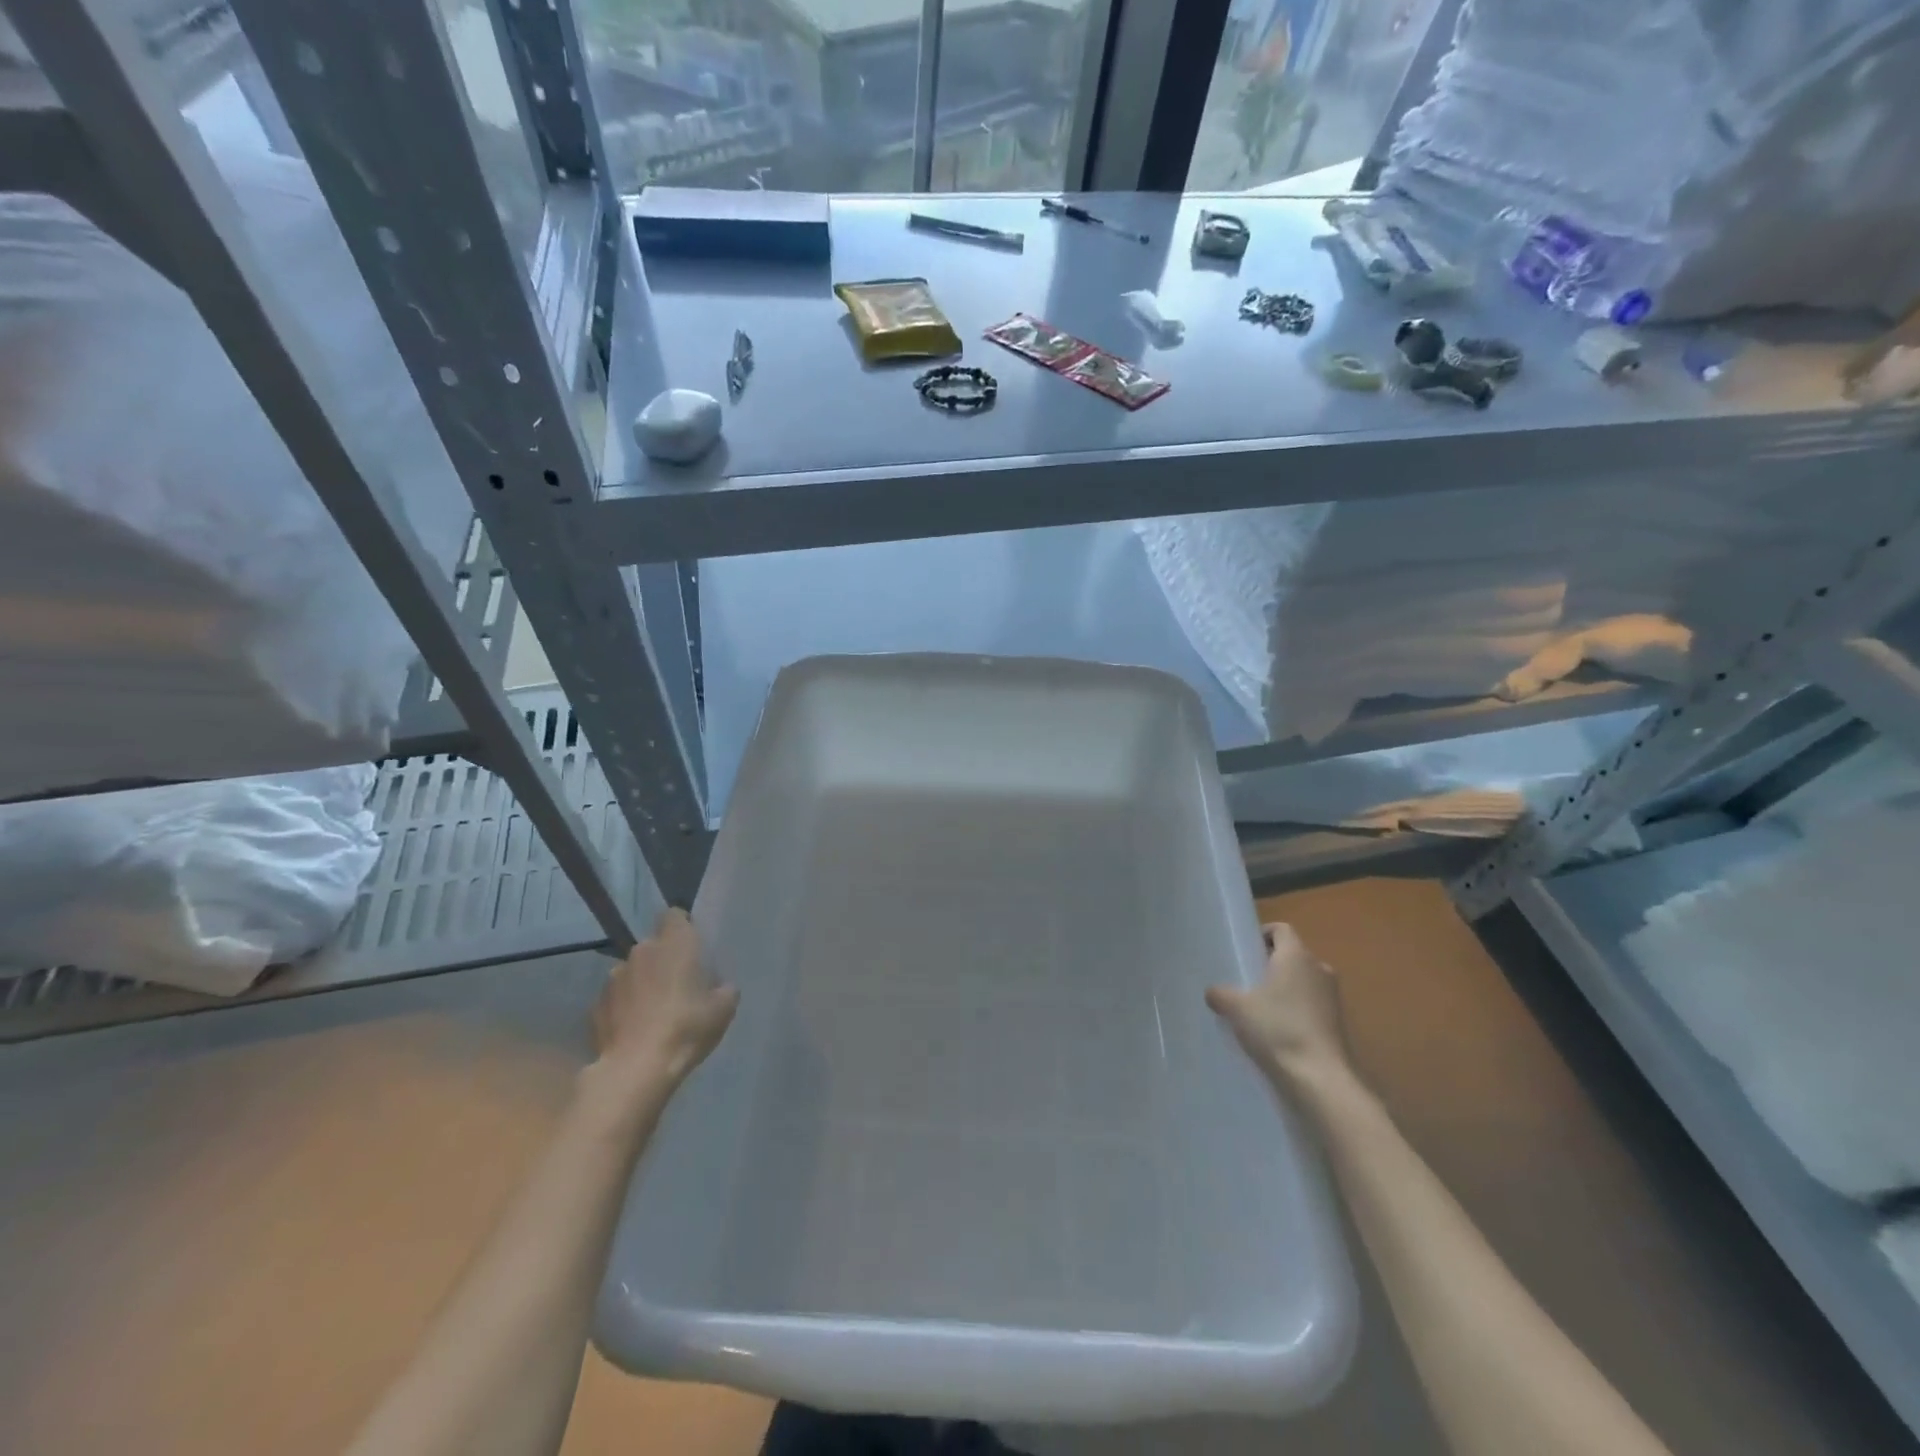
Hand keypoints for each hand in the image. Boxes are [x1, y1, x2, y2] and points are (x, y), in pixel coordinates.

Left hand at [589, 909, 737, 1099]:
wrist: (635, 1069)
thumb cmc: (686, 1028)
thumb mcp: (723, 1009)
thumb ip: (723, 989)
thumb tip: (718, 987)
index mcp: (675, 943)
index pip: (674, 915)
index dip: (683, 927)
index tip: (692, 948)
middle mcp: (641, 951)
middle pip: (653, 946)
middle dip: (663, 961)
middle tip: (678, 987)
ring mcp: (614, 977)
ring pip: (633, 972)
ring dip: (642, 984)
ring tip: (653, 1013)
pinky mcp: (595, 1005)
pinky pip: (616, 998)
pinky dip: (624, 1008)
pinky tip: (634, 1031)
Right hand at [1206, 922, 1351, 1091]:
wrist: (1320, 1078)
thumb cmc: (1277, 1028)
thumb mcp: (1236, 1008)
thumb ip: (1220, 993)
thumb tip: (1213, 992)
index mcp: (1296, 955)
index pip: (1281, 929)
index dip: (1262, 934)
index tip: (1245, 951)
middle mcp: (1319, 968)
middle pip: (1293, 955)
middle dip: (1271, 964)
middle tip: (1246, 980)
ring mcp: (1333, 996)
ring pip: (1303, 981)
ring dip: (1284, 988)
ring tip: (1259, 1008)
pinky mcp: (1338, 1022)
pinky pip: (1312, 1004)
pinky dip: (1296, 1010)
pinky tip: (1277, 1030)